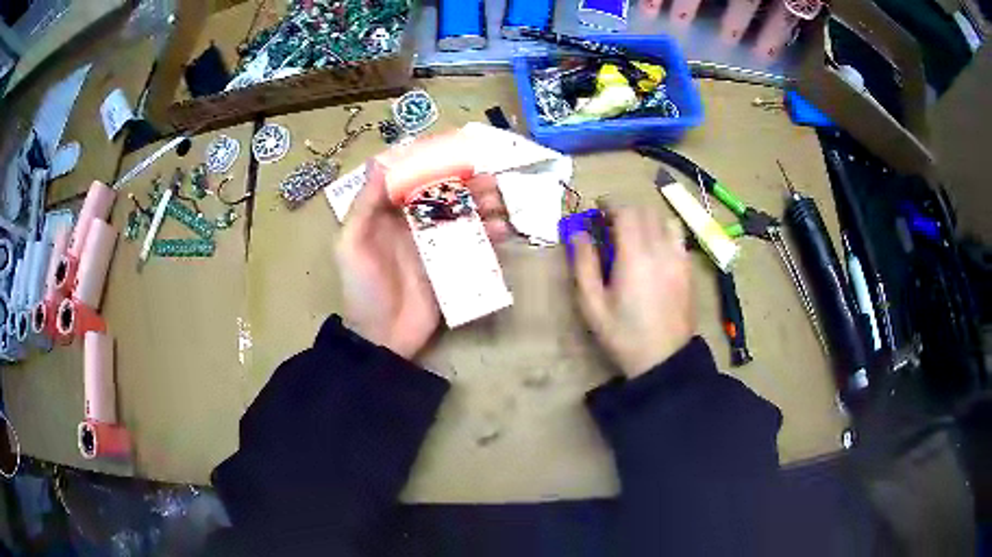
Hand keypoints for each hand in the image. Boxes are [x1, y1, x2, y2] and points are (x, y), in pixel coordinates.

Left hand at [336, 162, 509, 358]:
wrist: (383, 338)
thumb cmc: (362, 289)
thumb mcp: (352, 245)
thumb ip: (364, 205)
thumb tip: (379, 162)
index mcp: (388, 213)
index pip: (412, 177)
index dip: (432, 161)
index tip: (455, 150)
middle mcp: (413, 222)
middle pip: (443, 193)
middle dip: (467, 183)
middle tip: (489, 180)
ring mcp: (435, 243)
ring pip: (462, 214)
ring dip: (483, 204)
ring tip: (499, 202)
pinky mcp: (452, 264)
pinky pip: (473, 242)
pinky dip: (489, 234)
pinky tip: (502, 231)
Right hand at [573, 207, 695, 376]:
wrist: (663, 360)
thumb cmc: (623, 335)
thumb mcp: (592, 305)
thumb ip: (583, 264)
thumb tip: (577, 232)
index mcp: (635, 256)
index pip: (626, 211)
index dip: (610, 203)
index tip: (597, 208)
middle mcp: (660, 249)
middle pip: (645, 211)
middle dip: (625, 210)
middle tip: (609, 223)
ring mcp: (679, 258)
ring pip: (664, 220)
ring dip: (646, 218)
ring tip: (633, 233)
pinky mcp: (688, 269)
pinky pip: (677, 237)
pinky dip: (662, 232)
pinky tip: (654, 250)